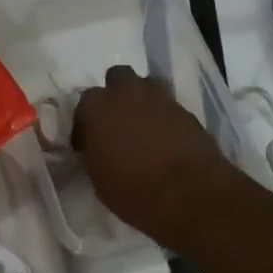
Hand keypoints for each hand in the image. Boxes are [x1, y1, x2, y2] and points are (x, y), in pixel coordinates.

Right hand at [71, 66, 238, 244]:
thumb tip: (99, 150)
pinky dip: (163, 117)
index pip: (83, 107)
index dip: (86, 126)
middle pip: (117, 79)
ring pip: (145, 86)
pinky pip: (168, 105)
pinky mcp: (186, 109)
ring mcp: (159, 97)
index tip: (89, 145)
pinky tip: (165, 139)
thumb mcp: (99, 180)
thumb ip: (95, 155)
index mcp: (96, 108)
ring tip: (142, 127)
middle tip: (116, 124)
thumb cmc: (133, 191)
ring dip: (141, 101)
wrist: (188, 193)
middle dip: (115, 97)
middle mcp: (126, 93)